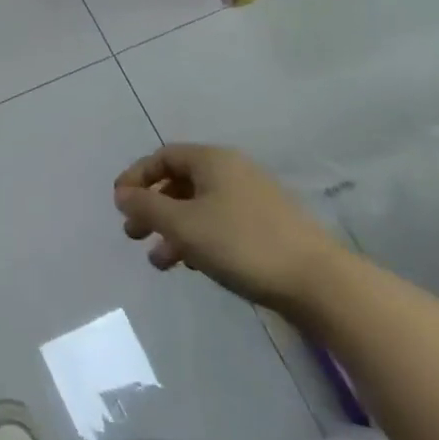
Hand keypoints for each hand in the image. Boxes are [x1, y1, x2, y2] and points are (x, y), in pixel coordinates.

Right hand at [114, 144, 346, 313]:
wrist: (319, 282)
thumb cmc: (243, 244)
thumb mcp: (184, 226)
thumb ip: (148, 208)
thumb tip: (122, 194)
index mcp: (212, 160)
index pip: (163, 157)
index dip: (137, 177)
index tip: (119, 203)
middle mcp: (232, 170)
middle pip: (180, 181)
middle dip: (153, 207)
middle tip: (134, 234)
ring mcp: (253, 198)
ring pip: (199, 206)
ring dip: (173, 229)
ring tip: (160, 261)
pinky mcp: (268, 226)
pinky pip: (220, 222)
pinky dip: (199, 238)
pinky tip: (193, 265)